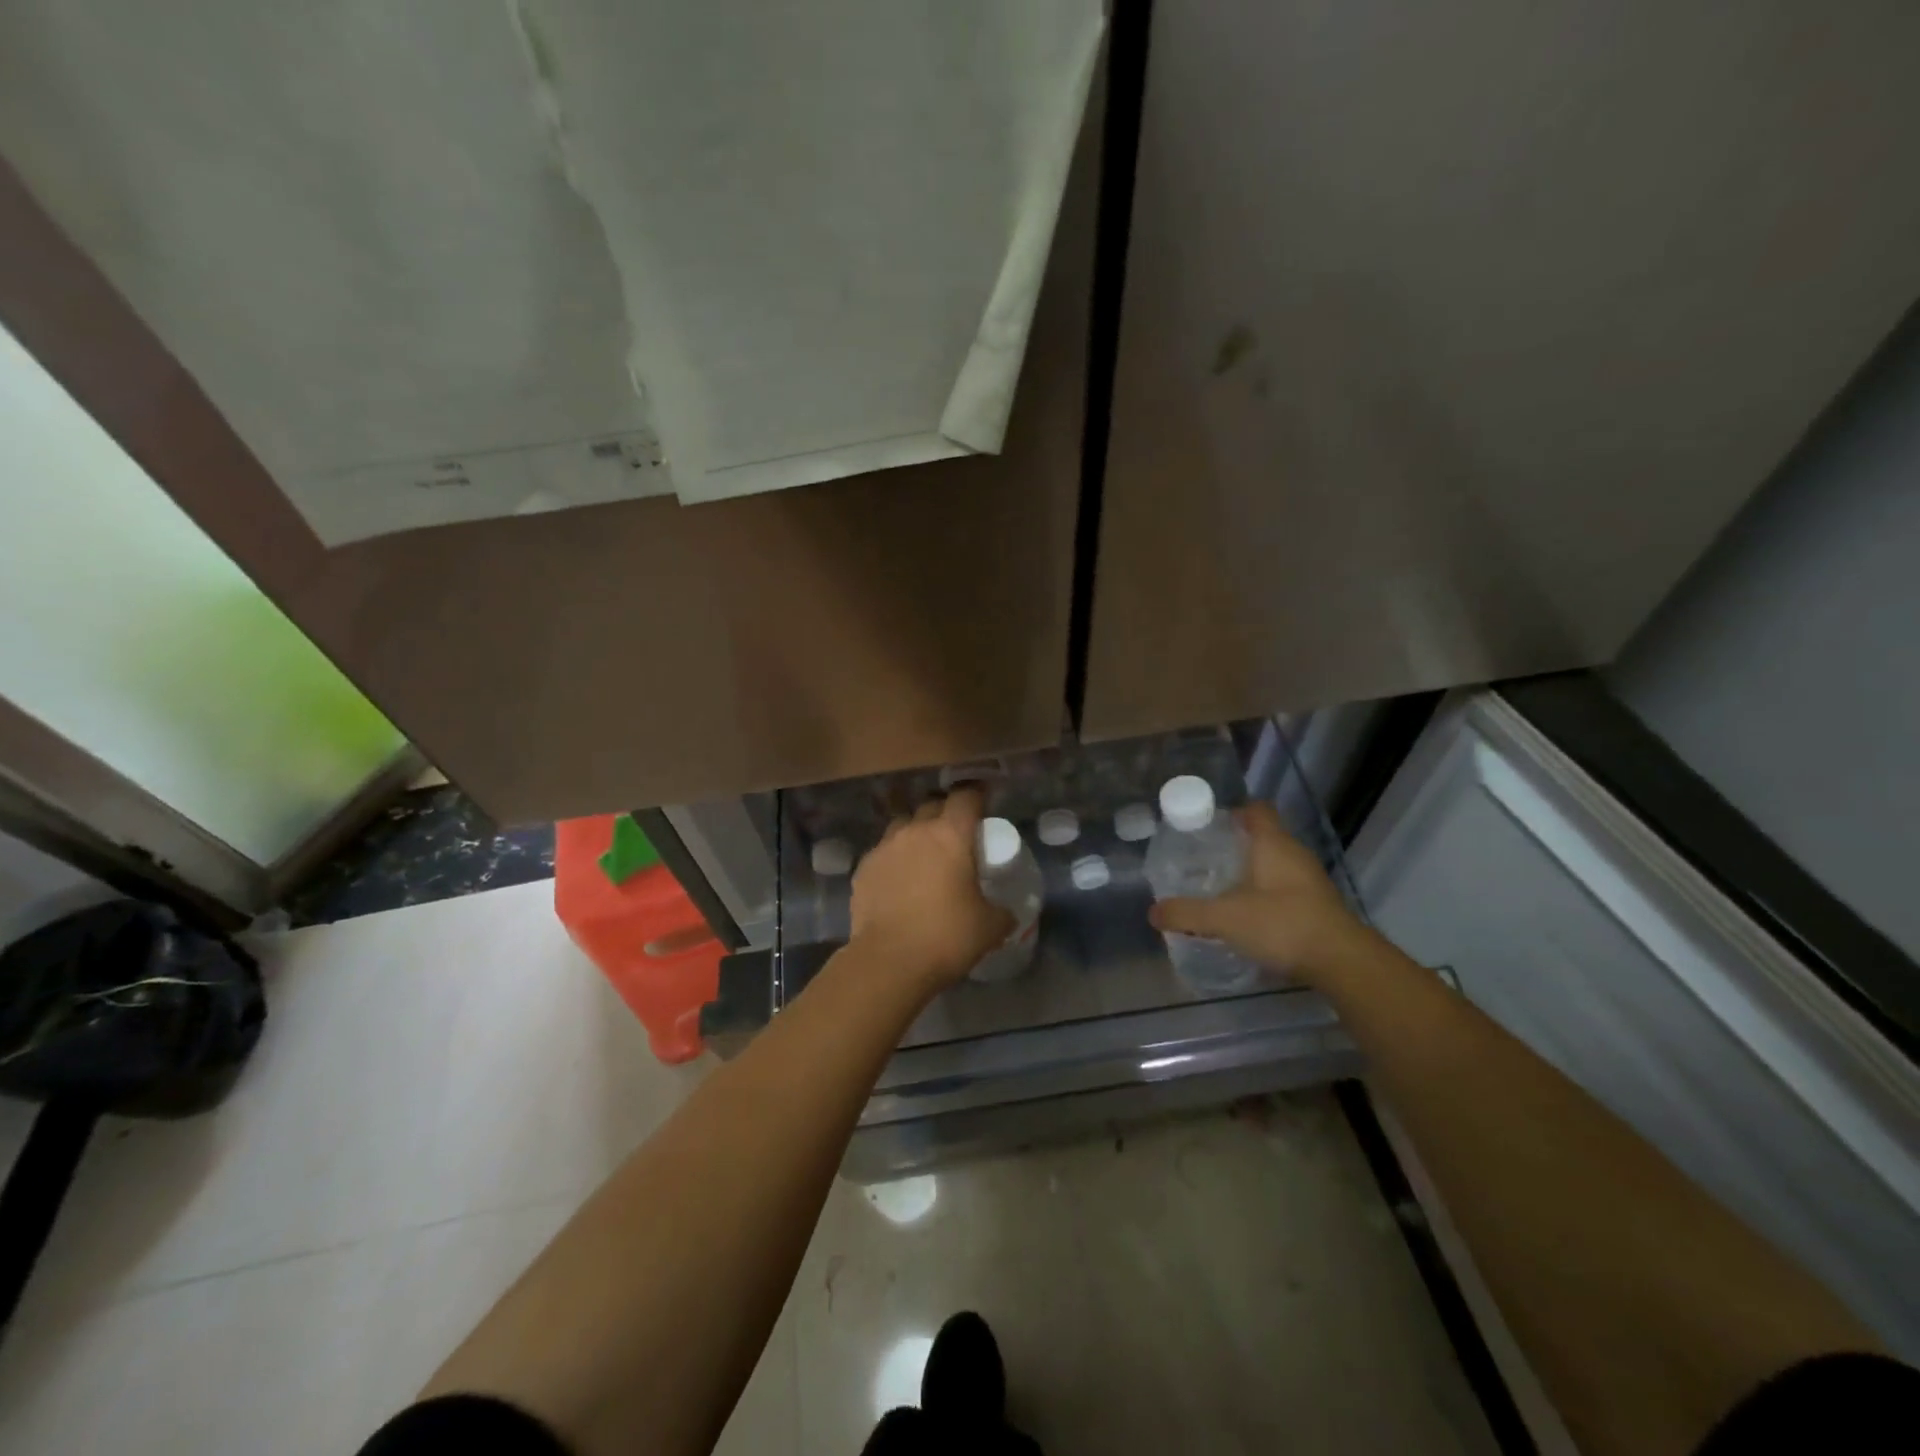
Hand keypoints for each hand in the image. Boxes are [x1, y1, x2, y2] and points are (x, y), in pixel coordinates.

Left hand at [850, 788, 1013, 991]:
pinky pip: (883, 852)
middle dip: (945, 814)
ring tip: (924, 856)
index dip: (977, 796)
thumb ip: (1002, 912)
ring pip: (903, 826)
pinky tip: (899, 882)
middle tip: (956, 836)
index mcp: (951, 835)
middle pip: (932, 806)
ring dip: (916, 833)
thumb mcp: (989, 927)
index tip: (984, 805)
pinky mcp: (863, 868)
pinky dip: (894, 859)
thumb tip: (1007, 913)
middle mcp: (915, 831)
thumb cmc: (946, 936)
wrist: (889, 961)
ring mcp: (884, 847)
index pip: (966, 797)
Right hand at [1149, 802, 1368, 979]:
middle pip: (1263, 836)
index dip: (1233, 812)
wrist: (1342, 962)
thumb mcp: (1224, 918)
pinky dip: (1265, 894)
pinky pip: (1285, 888)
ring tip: (1220, 887)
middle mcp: (1294, 854)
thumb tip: (1153, 912)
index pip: (1256, 809)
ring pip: (1275, 864)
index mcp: (1273, 843)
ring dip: (1251, 871)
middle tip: (1203, 859)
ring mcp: (1309, 880)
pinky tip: (1247, 914)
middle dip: (1235, 845)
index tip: (1207, 825)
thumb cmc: (1282, 924)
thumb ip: (1187, 913)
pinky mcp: (1317, 905)